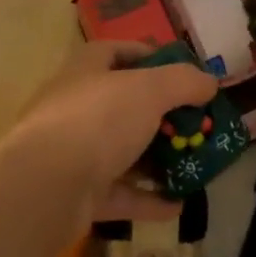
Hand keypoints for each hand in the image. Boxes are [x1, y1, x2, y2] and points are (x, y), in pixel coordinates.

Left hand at [0, 41, 216, 229]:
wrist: (46, 187)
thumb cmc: (98, 120)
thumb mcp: (150, 90)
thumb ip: (184, 82)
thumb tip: (209, 82)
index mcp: (86, 70)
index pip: (116, 51)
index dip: (149, 55)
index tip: (182, 70)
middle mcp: (77, 106)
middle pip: (124, 104)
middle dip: (161, 114)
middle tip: (196, 123)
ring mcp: (74, 152)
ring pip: (122, 151)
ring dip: (156, 159)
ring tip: (193, 164)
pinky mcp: (77, 193)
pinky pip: (120, 193)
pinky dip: (148, 199)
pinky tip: (178, 205)